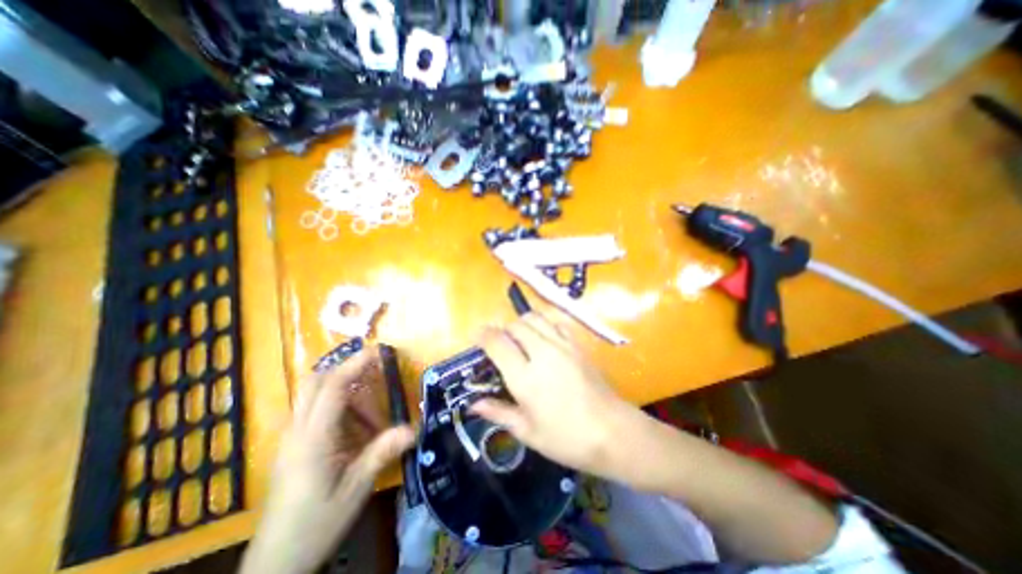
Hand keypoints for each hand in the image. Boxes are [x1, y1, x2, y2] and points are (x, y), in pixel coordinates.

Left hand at [240, 347, 413, 573]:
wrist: (275, 562)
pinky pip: (314, 409)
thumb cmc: (317, 523)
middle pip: (316, 381)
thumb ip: (382, 453)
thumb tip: (414, 428)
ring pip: (314, 393)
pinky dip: (338, 406)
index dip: (356, 364)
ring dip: (345, 392)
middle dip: (347, 370)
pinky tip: (356, 429)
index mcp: (313, 439)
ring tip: (372, 417)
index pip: (333, 387)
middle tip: (376, 374)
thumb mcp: (356, 488)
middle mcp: (297, 430)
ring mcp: (291, 437)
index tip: (377, 350)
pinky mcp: (292, 444)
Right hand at [469, 313, 630, 478]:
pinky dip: (543, 323)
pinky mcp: (577, 345)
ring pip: (535, 318)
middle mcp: (542, 353)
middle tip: (499, 342)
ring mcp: (562, 345)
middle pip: (516, 325)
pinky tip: (543, 337)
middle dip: (503, 329)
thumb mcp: (527, 432)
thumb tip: (473, 404)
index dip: (483, 335)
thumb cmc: (566, 439)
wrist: (612, 432)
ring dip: (522, 323)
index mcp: (525, 377)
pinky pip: (555, 322)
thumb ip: (498, 412)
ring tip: (519, 337)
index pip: (498, 343)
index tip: (476, 335)